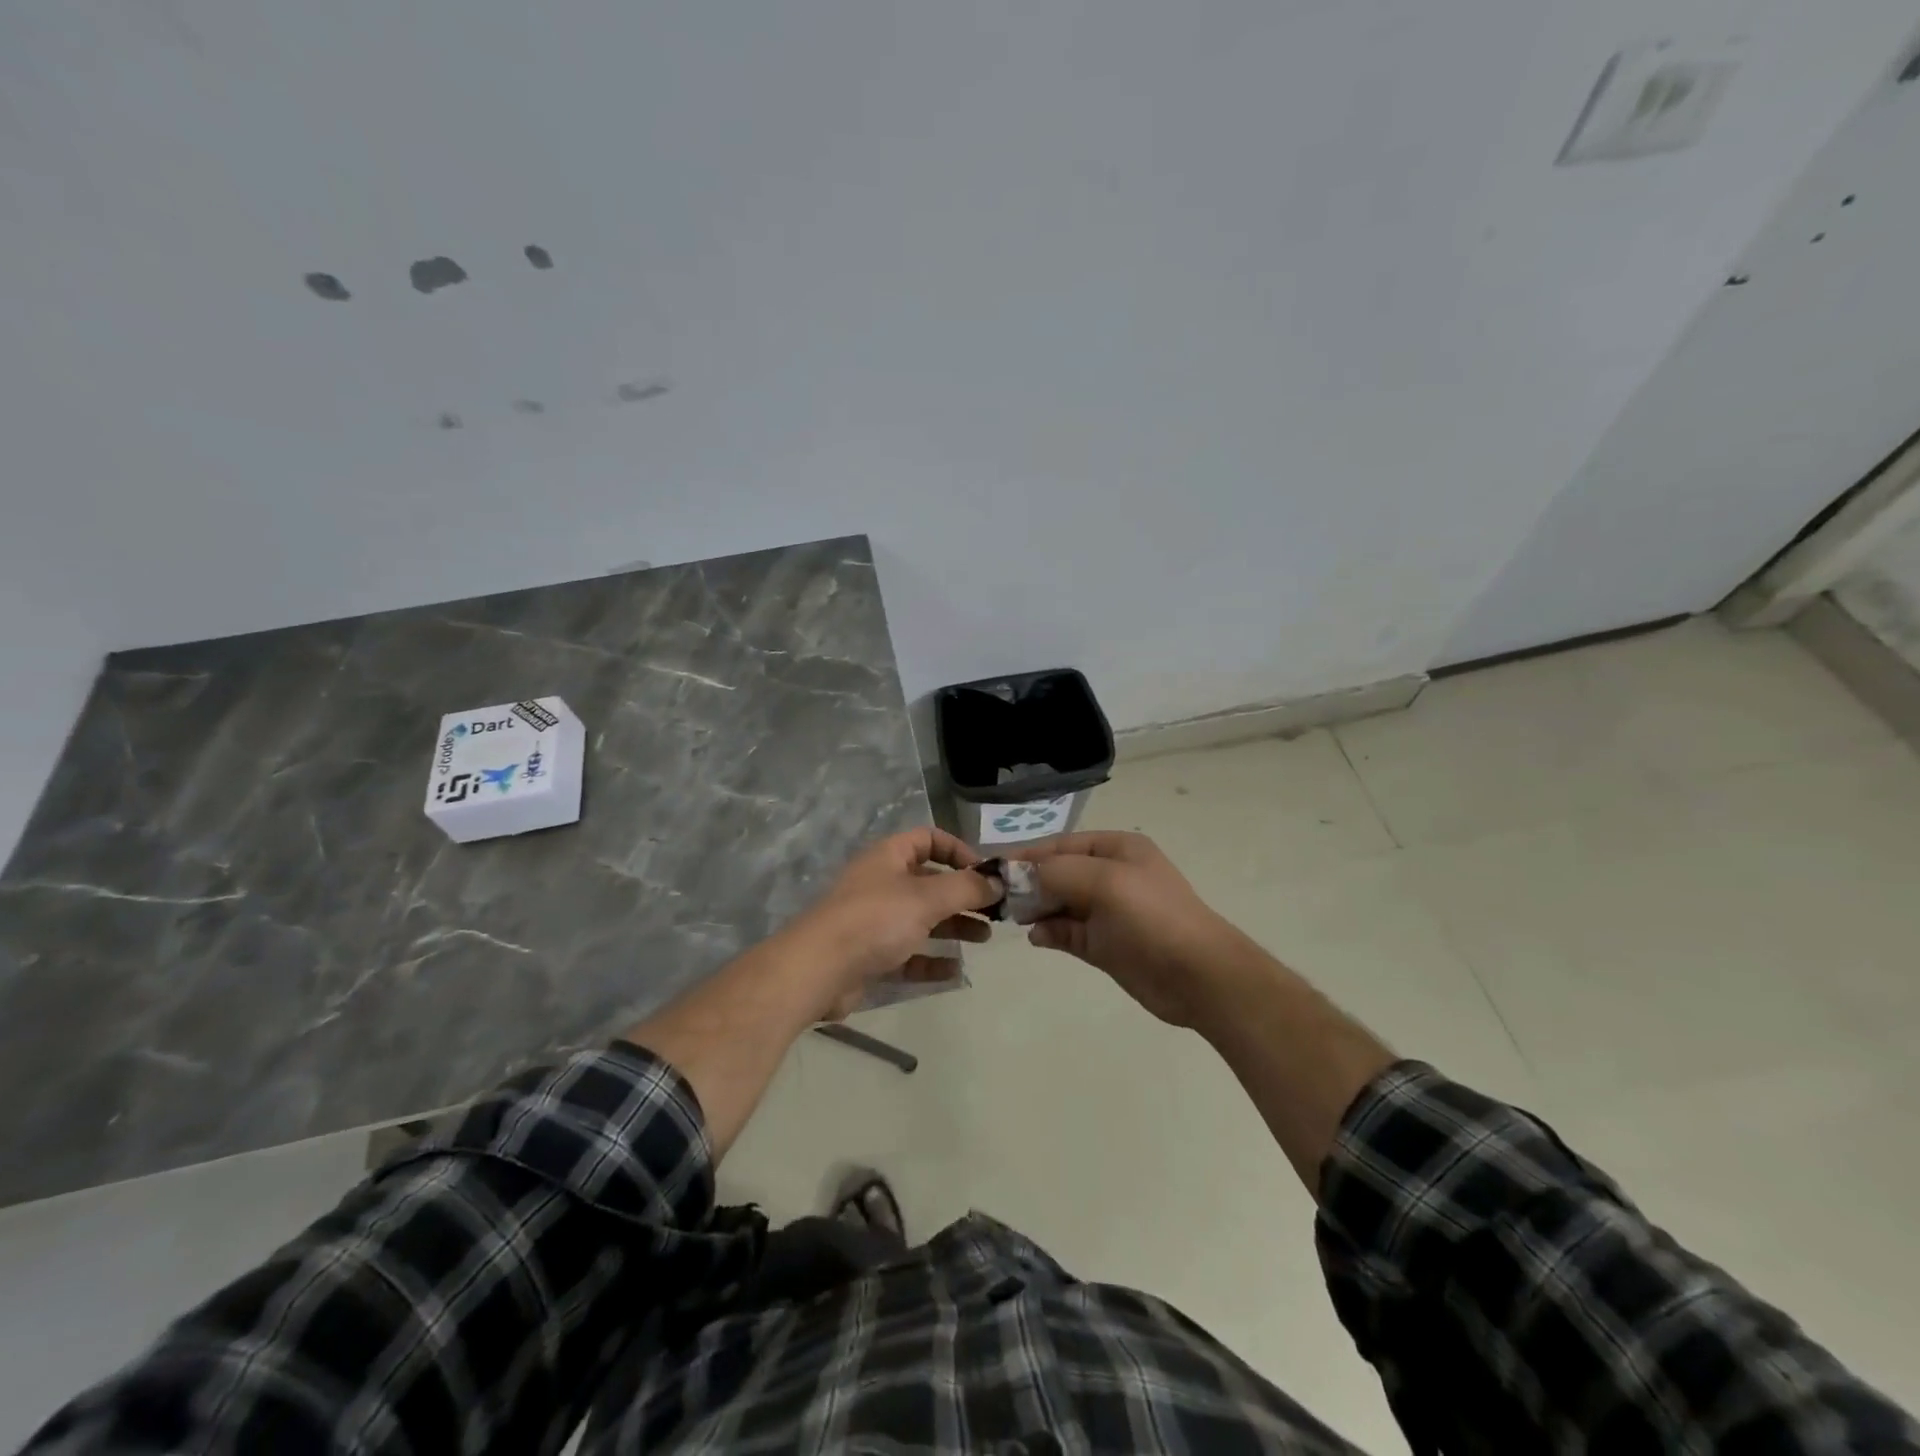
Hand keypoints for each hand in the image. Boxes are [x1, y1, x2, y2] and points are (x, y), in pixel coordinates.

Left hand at [788, 828, 1001, 1018]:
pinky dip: (932, 960)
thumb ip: (966, 888)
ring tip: (985, 938)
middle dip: (963, 894)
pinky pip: (909, 954)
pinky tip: (956, 970)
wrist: (818, 970)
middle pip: (930, 882)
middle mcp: (882, 883)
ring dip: (954, 926)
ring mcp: (875, 921)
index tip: (985, 873)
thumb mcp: (927, 898)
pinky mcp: (871, 956)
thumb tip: (998, 881)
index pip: (928, 839)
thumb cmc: (875, 920)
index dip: (958, 851)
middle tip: (996, 911)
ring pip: (922, 918)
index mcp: (889, 857)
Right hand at [1016, 831, 1248, 1028]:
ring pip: (1059, 903)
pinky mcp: (1104, 945)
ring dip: (1036, 908)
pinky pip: (1067, 932)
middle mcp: (1110, 875)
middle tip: (999, 897)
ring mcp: (1107, 912)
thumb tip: (1019, 877)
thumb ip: (1057, 873)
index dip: (1029, 855)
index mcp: (1117, 849)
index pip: (1062, 844)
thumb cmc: (1152, 917)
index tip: (996, 869)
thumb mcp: (1104, 882)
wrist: (1199, 975)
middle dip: (1029, 883)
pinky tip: (1038, 937)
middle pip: (1058, 873)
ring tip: (1015, 918)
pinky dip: (1050, 932)